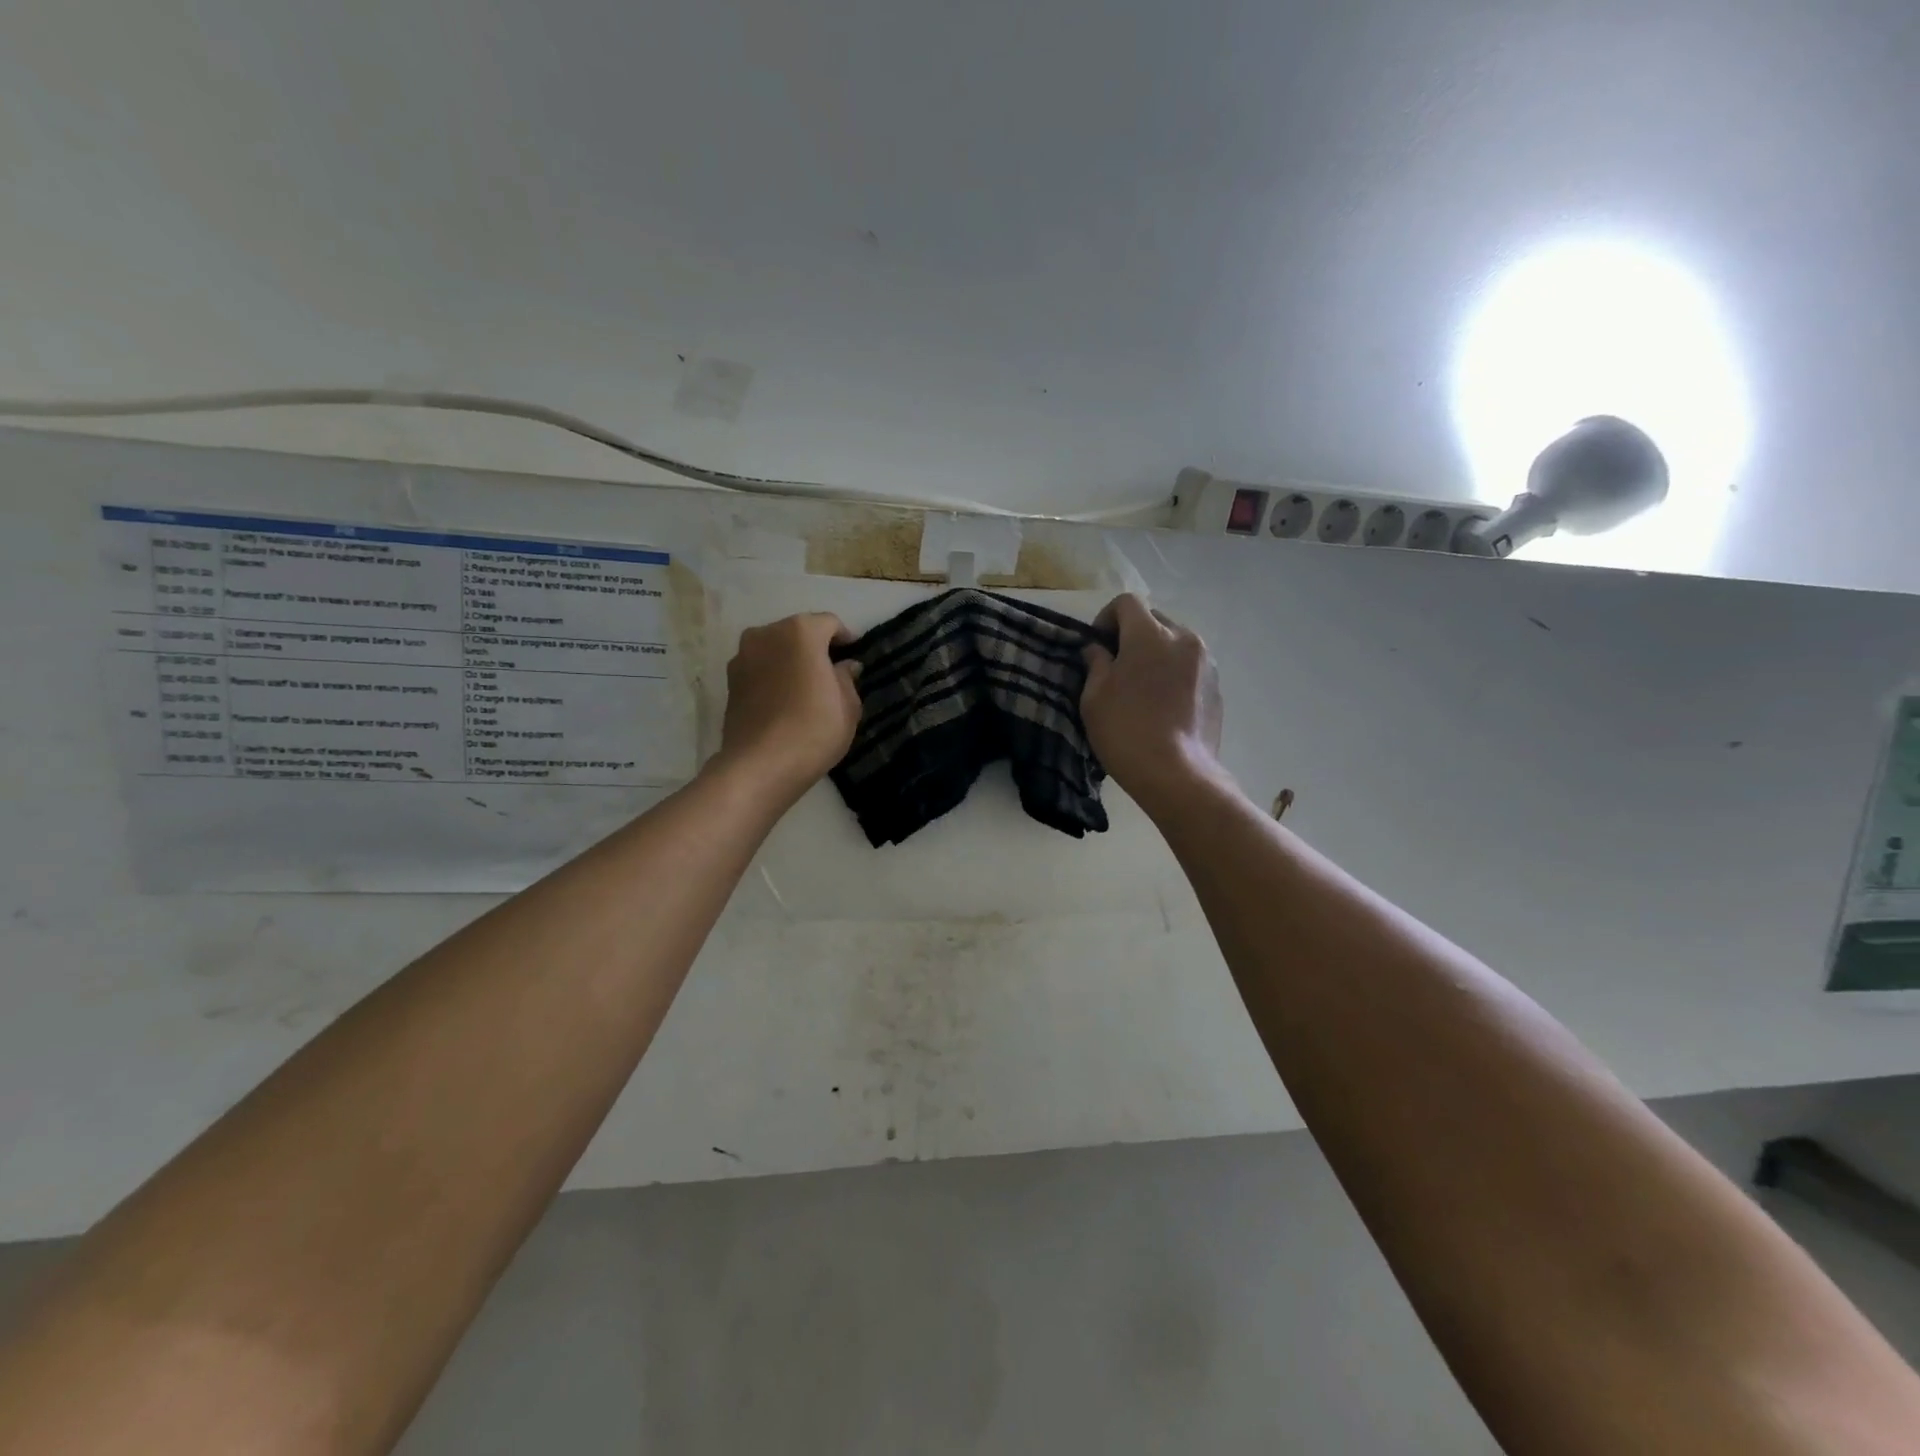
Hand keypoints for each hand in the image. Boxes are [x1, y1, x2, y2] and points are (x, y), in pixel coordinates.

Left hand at [713, 613, 861, 805]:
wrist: (760, 766)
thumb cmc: (814, 730)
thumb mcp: (848, 706)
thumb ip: (847, 679)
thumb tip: (845, 666)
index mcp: (801, 631)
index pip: (830, 624)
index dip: (846, 639)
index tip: (855, 657)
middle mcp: (766, 634)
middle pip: (799, 632)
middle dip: (816, 648)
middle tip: (832, 673)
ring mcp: (743, 656)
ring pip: (776, 650)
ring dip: (791, 661)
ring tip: (806, 688)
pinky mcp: (730, 681)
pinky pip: (760, 669)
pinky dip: (774, 676)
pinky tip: (785, 701)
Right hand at [1080, 594, 1224, 815]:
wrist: (1176, 774)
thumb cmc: (1126, 730)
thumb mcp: (1094, 696)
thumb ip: (1096, 663)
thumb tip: (1099, 650)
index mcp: (1151, 635)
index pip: (1127, 603)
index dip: (1106, 618)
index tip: (1096, 645)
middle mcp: (1185, 638)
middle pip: (1154, 620)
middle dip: (1132, 635)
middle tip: (1116, 666)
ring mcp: (1206, 663)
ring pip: (1175, 643)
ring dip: (1156, 654)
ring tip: (1141, 686)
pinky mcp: (1217, 687)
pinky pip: (1189, 667)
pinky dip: (1173, 674)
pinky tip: (1162, 705)